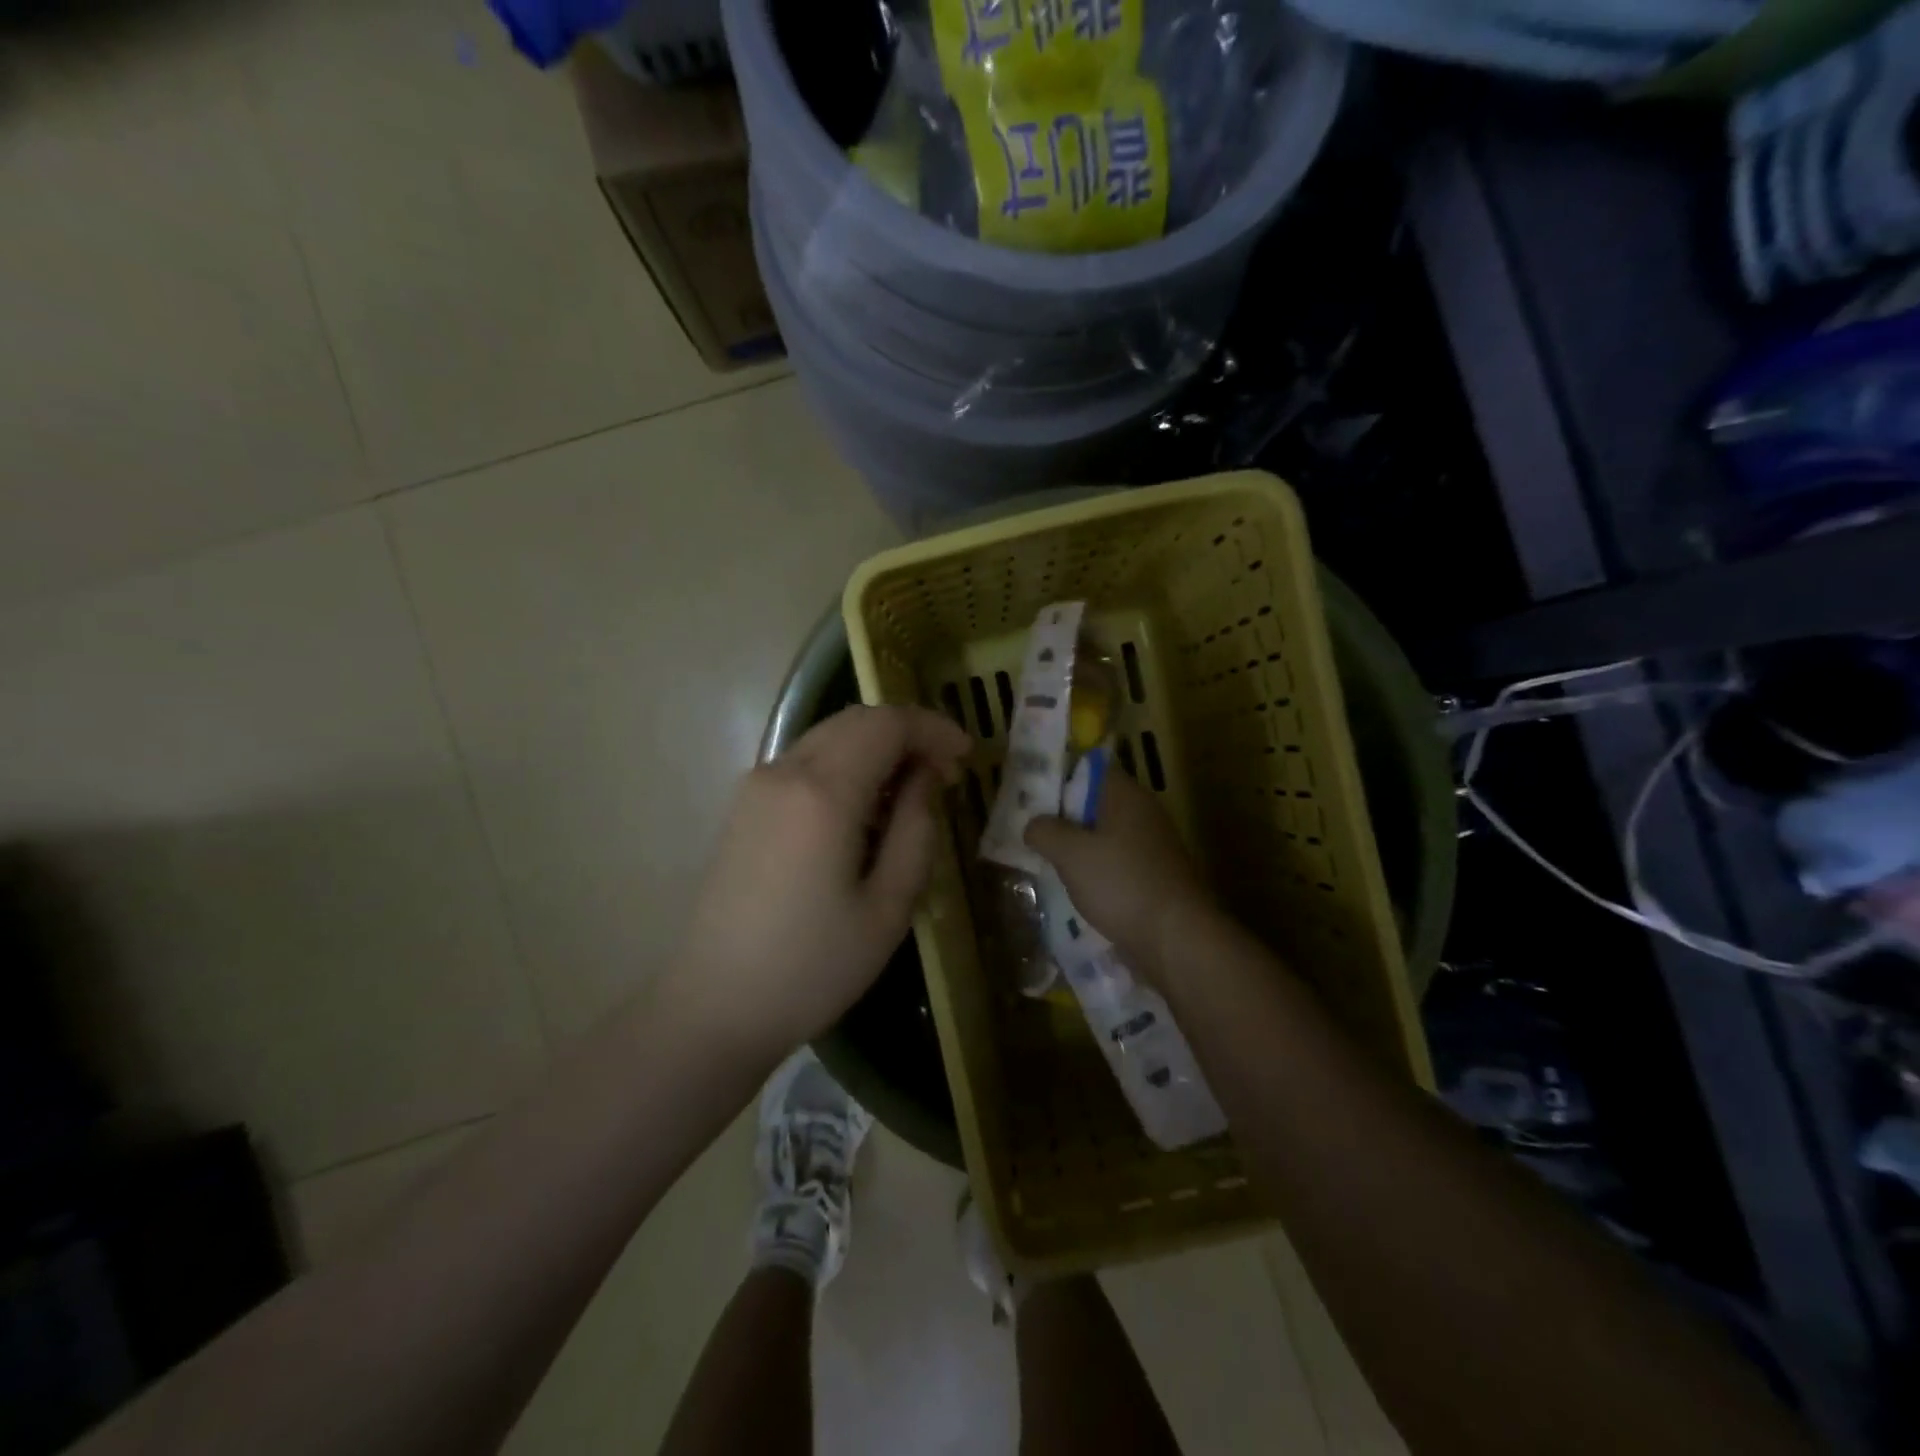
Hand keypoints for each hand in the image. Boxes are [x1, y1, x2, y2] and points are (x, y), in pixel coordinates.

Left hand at [666, 705, 971, 1061]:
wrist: (715, 1006)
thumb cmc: (812, 967)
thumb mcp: (888, 906)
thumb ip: (916, 829)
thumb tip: (926, 778)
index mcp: (823, 793)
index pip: (887, 724)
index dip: (934, 729)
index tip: (966, 758)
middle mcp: (784, 772)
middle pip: (856, 720)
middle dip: (908, 733)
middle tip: (945, 772)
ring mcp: (756, 786)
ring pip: (829, 736)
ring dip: (876, 746)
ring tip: (910, 790)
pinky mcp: (744, 806)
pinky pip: (805, 761)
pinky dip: (845, 764)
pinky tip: (864, 807)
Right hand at [1025, 770, 1214, 975]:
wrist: (1176, 938)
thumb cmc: (1121, 883)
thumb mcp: (1071, 854)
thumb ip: (1045, 832)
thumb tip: (1033, 825)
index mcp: (1126, 795)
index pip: (1090, 769)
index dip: (1060, 777)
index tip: (1031, 795)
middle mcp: (1144, 814)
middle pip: (1096, 804)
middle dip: (1064, 817)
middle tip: (1031, 831)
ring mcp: (1153, 847)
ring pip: (1105, 837)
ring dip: (1078, 848)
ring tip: (1047, 861)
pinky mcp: (1155, 877)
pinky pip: (1117, 864)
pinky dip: (1096, 872)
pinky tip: (1076, 889)